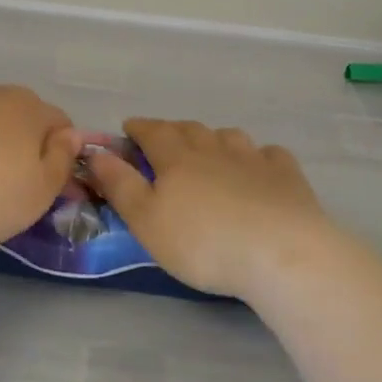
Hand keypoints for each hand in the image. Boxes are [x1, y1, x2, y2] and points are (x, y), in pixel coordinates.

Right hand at [85, 119, 327, 298]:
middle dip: (173, 130)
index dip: (139, 128)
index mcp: (177, 158)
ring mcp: (253, 158)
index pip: (152, 132)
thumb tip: (96, 151)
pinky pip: (269, 154)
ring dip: (214, 138)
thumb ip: (119, 184)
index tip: (129, 128)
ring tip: (209, 151)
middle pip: (189, 129)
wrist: (280, 253)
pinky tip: (259, 167)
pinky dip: (258, 156)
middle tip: (164, 140)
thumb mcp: (146, 220)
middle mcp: (214, 149)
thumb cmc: (202, 242)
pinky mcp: (286, 175)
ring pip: (228, 136)